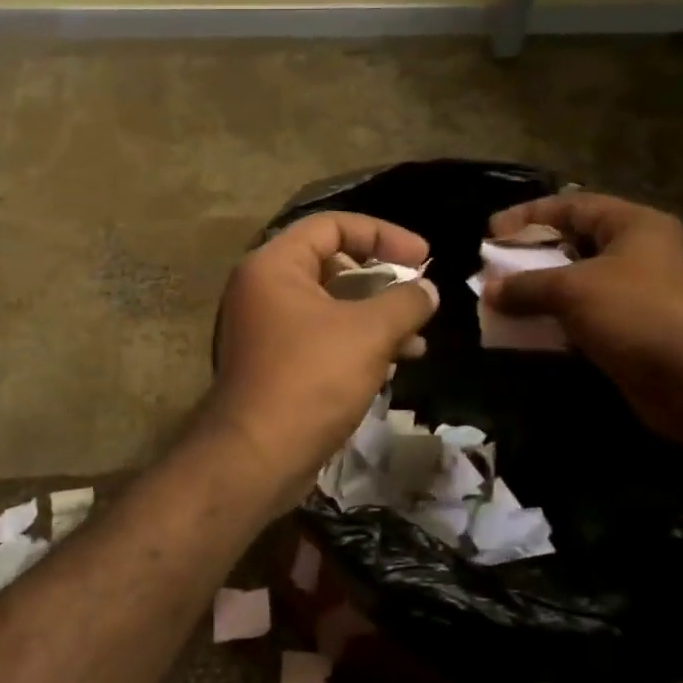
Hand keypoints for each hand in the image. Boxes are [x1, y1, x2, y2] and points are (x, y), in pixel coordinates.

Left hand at [208, 212, 438, 500]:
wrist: (256, 457)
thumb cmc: (310, 379)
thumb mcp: (368, 333)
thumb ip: (404, 302)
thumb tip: (426, 290)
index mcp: (273, 265)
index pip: (331, 225)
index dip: (383, 233)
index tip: (423, 256)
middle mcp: (261, 289)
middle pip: (330, 264)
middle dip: (381, 280)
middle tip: (417, 295)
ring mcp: (263, 328)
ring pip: (329, 306)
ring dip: (374, 317)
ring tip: (416, 339)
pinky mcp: (272, 364)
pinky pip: (320, 337)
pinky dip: (355, 342)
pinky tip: (392, 363)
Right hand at [488, 192, 682, 436]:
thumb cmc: (638, 314)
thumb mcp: (573, 289)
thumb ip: (526, 285)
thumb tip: (488, 290)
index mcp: (633, 226)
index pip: (572, 205)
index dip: (528, 215)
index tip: (490, 232)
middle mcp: (640, 253)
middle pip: (574, 243)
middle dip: (530, 256)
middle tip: (493, 267)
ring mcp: (640, 294)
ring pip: (577, 283)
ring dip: (539, 291)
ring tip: (501, 300)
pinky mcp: (635, 330)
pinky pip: (585, 316)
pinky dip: (555, 319)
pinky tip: (528, 330)